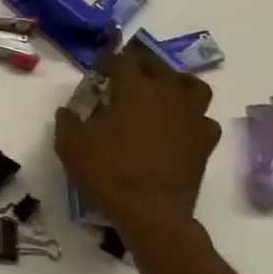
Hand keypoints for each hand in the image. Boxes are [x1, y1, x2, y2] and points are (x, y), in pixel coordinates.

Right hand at [53, 46, 221, 238]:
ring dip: (176, 84)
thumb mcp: (70, 144)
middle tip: (127, 74)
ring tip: (162, 92)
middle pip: (158, 66)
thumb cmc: (109, 172)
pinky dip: (193, 118)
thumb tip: (68, 111)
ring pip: (193, 86)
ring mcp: (191, 118)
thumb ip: (67, 121)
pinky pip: (204, 120)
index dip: (107, 60)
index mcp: (133, 88)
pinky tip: (179, 126)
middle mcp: (166, 94)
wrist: (151, 213)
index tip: (98, 67)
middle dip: (140, 64)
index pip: (120, 61)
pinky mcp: (205, 143)